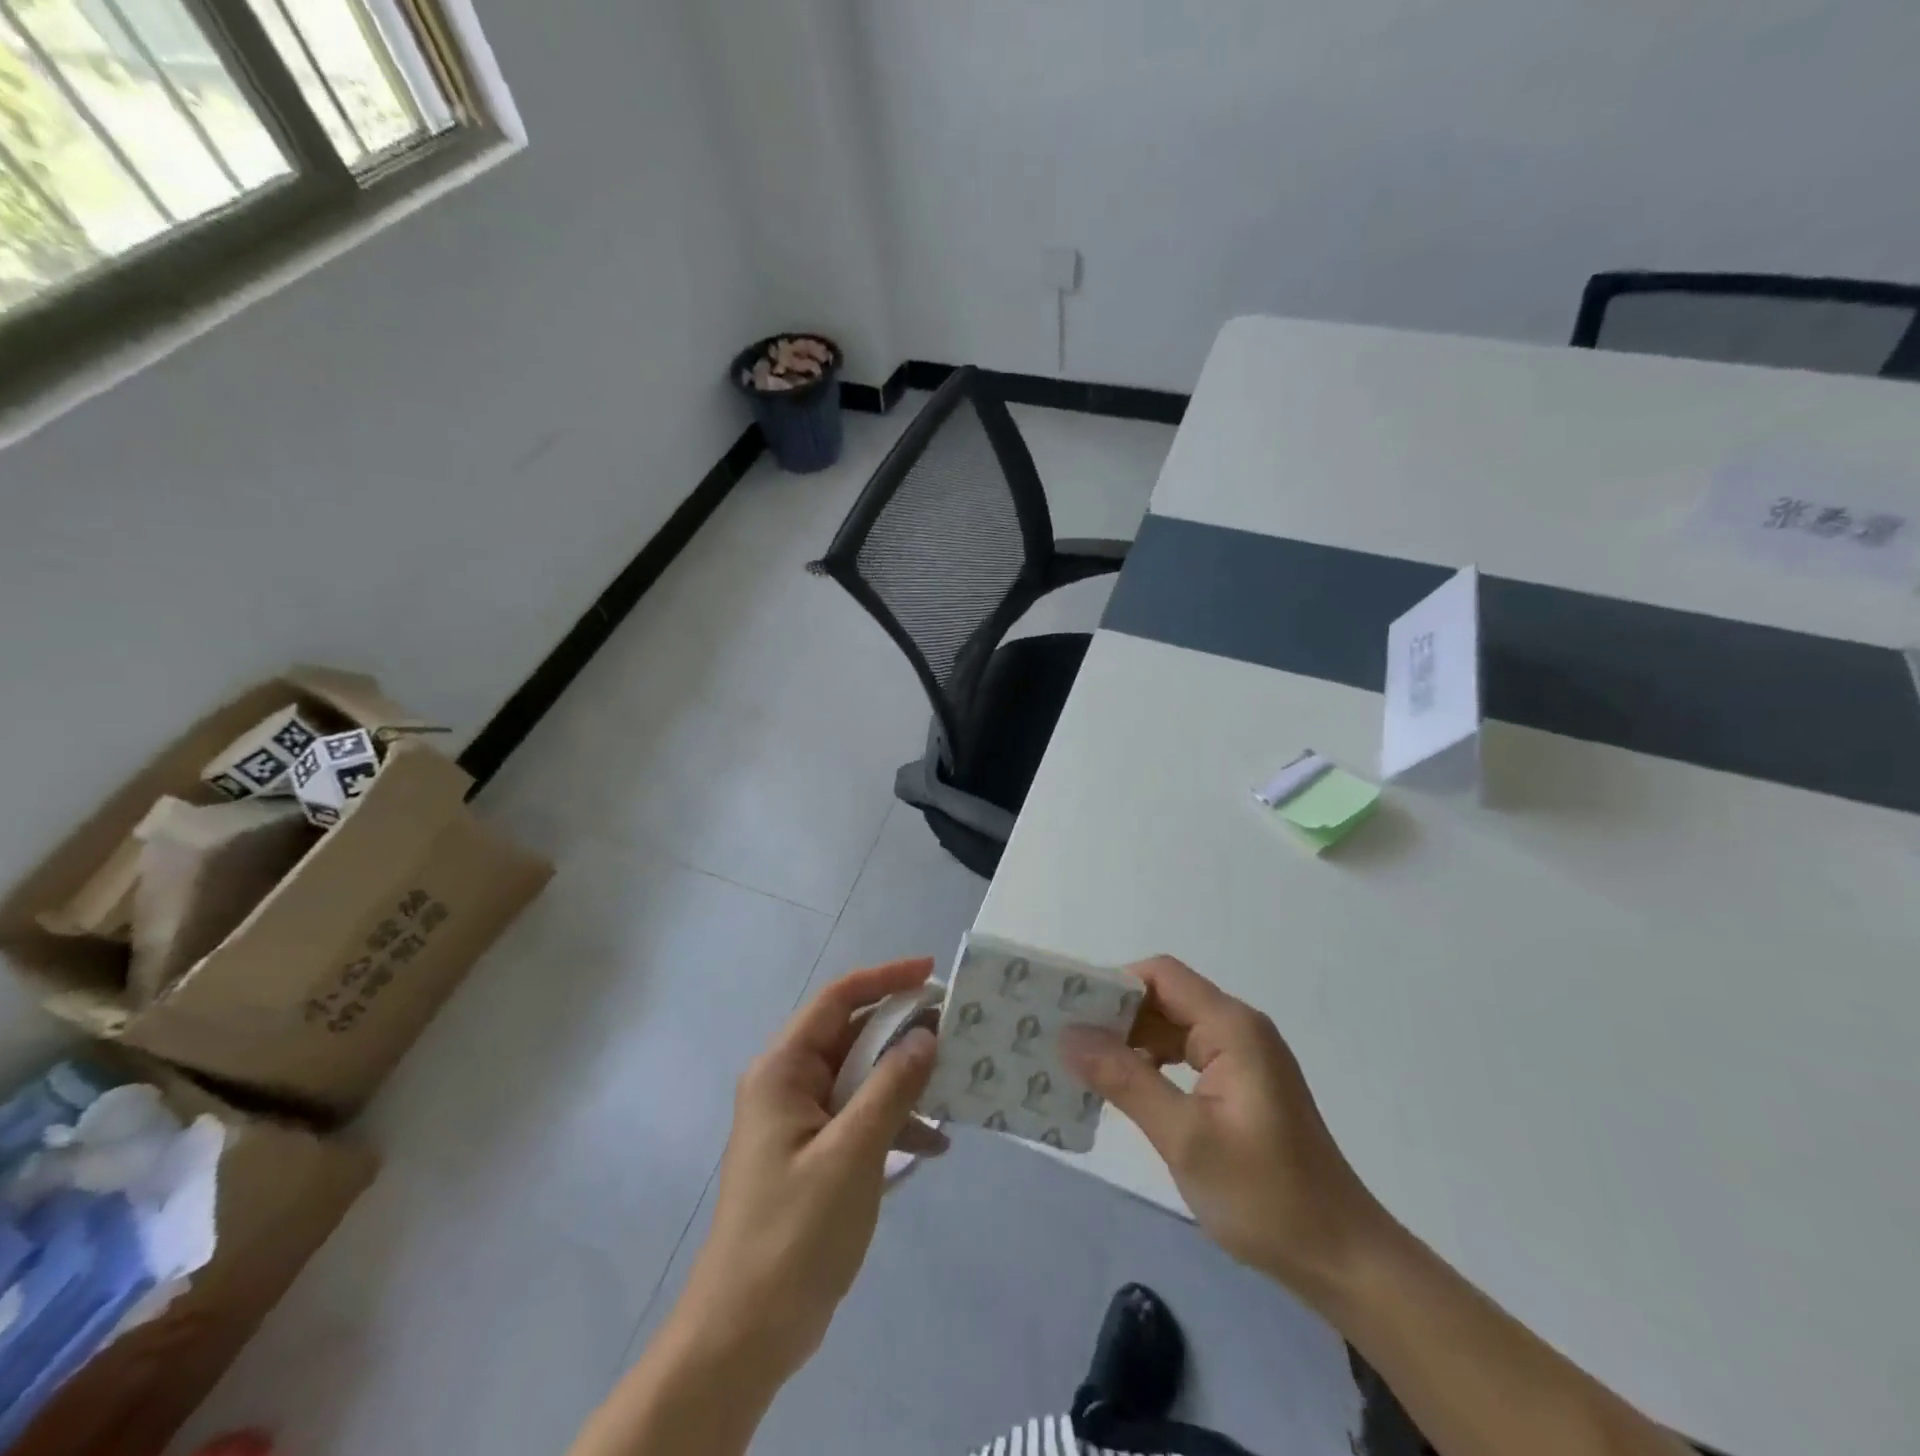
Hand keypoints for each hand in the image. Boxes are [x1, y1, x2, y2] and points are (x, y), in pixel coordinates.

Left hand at [678, 958, 945, 1383]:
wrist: (745, 1334)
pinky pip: (859, 1117)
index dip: (886, 979)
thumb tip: (926, 1036)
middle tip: (956, 1030)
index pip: (838, 1000)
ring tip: (954, 1085)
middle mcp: (788, 1084)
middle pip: (852, 1036)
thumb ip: (892, 1087)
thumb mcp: (853, 1153)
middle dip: (903, 1032)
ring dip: (904, 1080)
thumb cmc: (795, 1232)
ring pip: (860, 1077)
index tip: (932, 972)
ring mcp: (800, 1121)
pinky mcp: (813, 1155)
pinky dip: (894, 1122)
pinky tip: (934, 1144)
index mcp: (783, 1069)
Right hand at [1062, 956, 1387, 1305]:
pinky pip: (1186, 1054)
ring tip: (1084, 1064)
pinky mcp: (1241, 1084)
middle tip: (1065, 1039)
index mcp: (1231, 1027)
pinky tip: (1125, 1088)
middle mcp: (1238, 1029)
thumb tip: (1069, 1036)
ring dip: (1131, 1040)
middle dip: (1116, 1014)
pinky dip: (1152, 1063)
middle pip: (1165, 997)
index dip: (1114, 984)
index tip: (1070, 1010)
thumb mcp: (1185, 1138)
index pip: (1161, 975)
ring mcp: (1242, 1057)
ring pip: (1172, 1026)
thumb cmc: (1266, 1197)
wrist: (1343, 1260)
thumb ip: (1126, 1080)